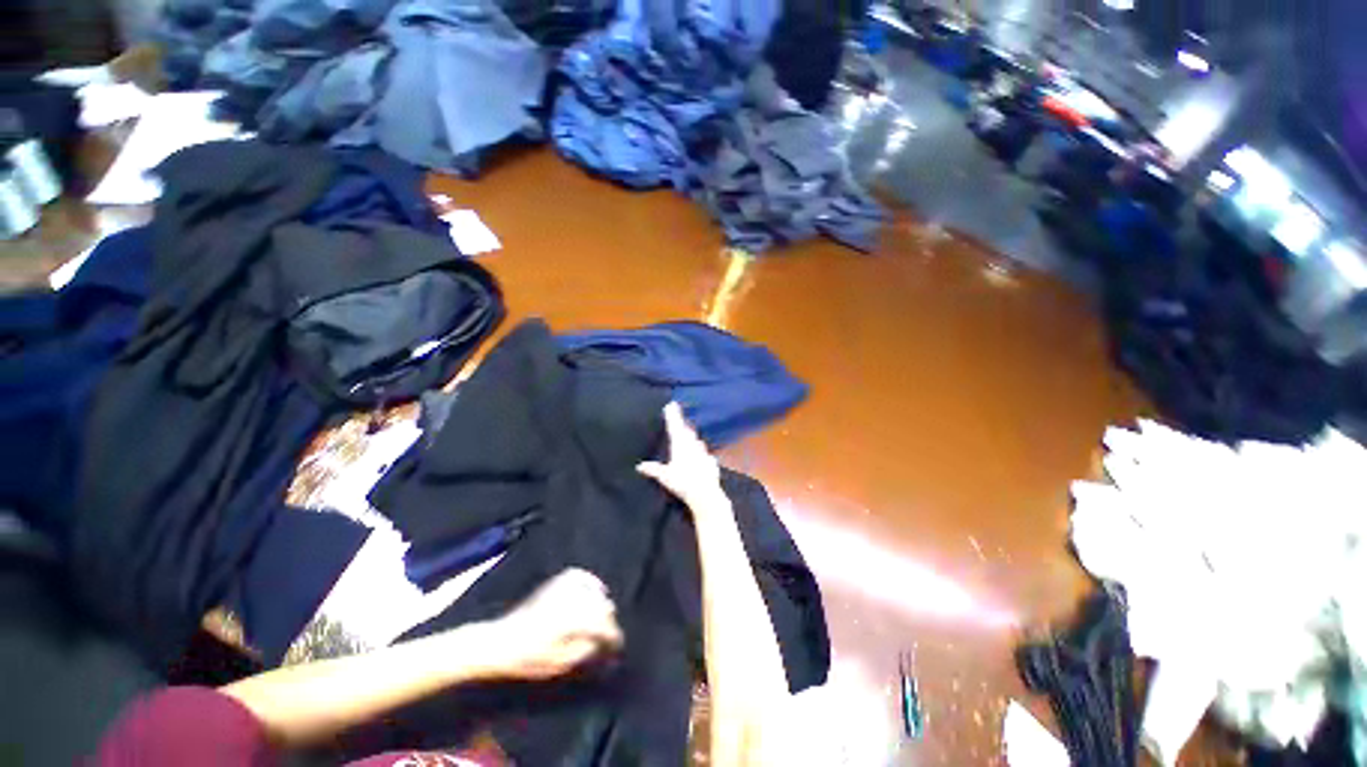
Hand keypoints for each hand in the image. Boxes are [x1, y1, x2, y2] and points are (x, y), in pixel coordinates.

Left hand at [485, 569, 622, 680]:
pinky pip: (580, 577)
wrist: (501, 642)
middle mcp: (574, 599)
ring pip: (594, 593)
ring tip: (601, 619)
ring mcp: (565, 589)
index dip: (614, 638)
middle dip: (607, 623)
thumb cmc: (529, 658)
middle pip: (603, 608)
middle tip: (607, 639)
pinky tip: (594, 589)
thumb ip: (586, 651)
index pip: (605, 627)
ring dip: (600, 606)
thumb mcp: (560, 663)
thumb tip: (603, 645)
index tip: (617, 648)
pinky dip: (590, 582)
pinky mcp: (556, 583)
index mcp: (576, 620)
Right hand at [637, 402, 725, 512]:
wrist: (706, 494)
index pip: (675, 426)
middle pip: (686, 431)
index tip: (671, 404)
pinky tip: (699, 455)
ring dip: (691, 437)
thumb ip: (653, 469)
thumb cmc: (683, 483)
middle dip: (681, 424)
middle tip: (677, 418)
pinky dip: (699, 451)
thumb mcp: (665, 477)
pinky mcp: (711, 461)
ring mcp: (703, 452)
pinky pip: (704, 453)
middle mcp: (693, 445)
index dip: (672, 415)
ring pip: (696, 440)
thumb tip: (640, 466)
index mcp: (680, 445)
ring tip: (687, 434)